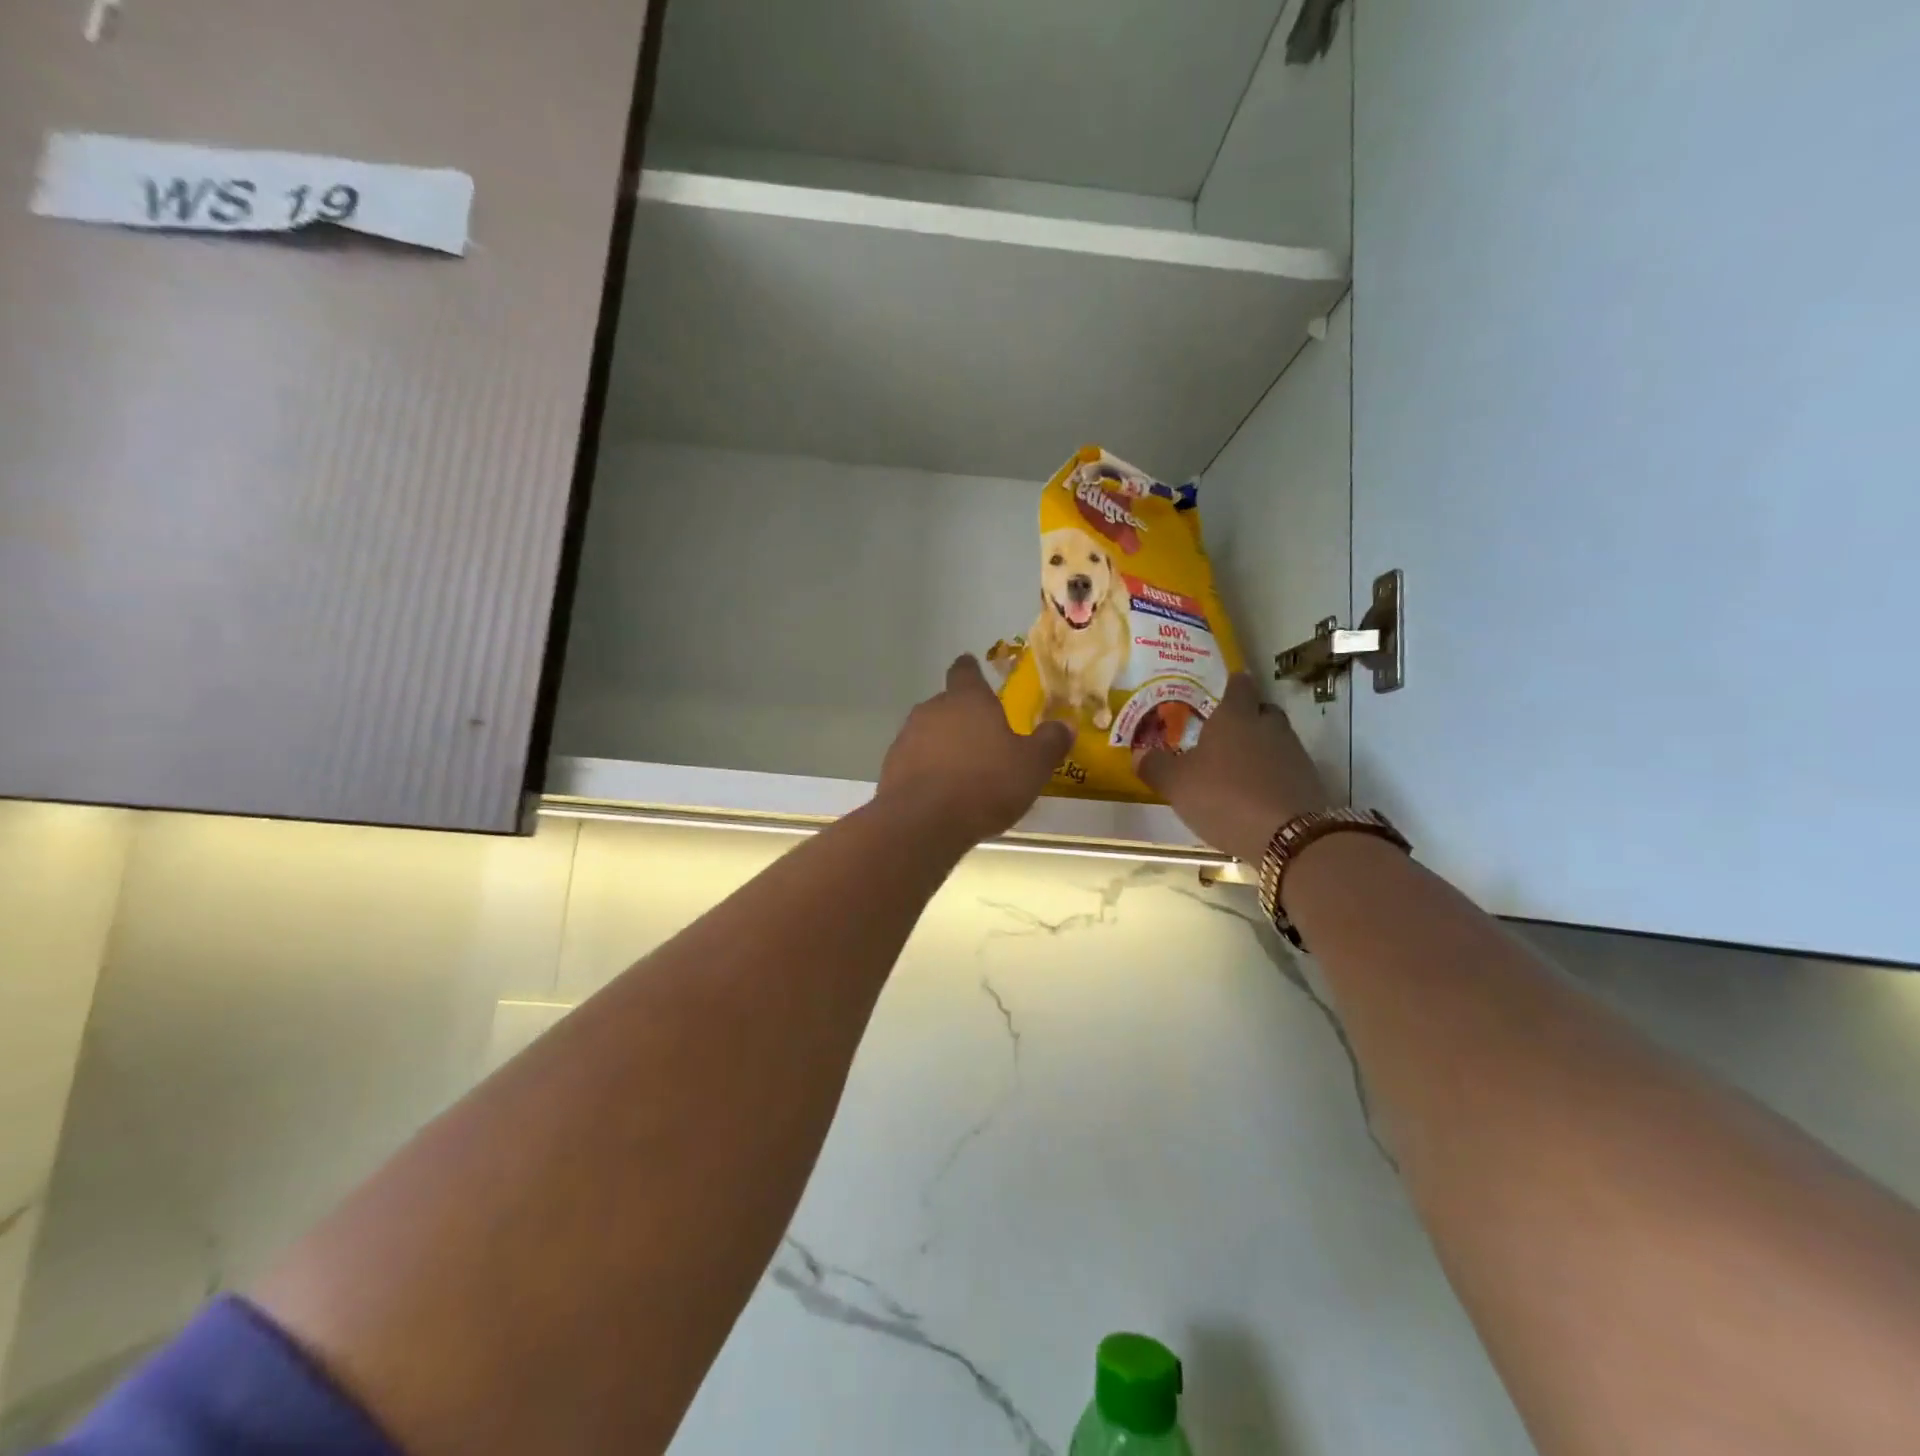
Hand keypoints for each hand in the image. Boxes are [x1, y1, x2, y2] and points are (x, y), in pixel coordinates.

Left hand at [877, 655, 1073, 843]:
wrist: (924, 822)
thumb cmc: (985, 784)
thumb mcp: (1032, 765)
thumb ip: (1049, 742)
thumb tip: (1065, 724)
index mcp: (968, 699)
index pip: (966, 671)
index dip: (971, 670)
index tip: (972, 669)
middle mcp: (933, 709)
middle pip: (948, 704)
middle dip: (963, 718)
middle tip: (984, 739)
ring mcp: (907, 737)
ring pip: (929, 733)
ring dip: (944, 745)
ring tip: (964, 771)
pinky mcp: (891, 768)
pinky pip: (915, 761)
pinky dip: (927, 770)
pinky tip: (942, 793)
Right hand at [1135, 673, 1333, 863]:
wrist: (1288, 837)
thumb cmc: (1224, 797)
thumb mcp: (1176, 784)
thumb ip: (1156, 767)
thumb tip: (1139, 754)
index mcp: (1235, 717)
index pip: (1239, 686)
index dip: (1232, 684)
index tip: (1226, 685)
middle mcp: (1268, 727)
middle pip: (1262, 711)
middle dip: (1248, 717)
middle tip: (1226, 732)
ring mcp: (1294, 754)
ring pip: (1276, 740)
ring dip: (1261, 749)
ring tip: (1237, 768)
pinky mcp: (1309, 782)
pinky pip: (1286, 769)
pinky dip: (1272, 775)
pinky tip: (1256, 794)